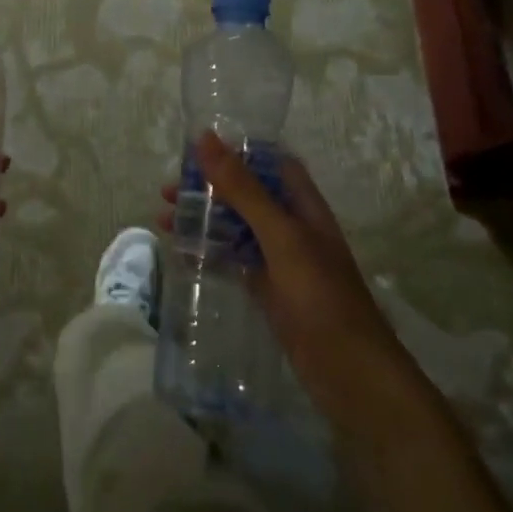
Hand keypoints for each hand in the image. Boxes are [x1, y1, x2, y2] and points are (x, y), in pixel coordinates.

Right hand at [162, 130, 421, 428]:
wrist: (350, 373)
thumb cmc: (320, 295)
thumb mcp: (280, 236)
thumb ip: (243, 189)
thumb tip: (205, 138)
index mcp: (303, 205)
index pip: (270, 162)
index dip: (237, 150)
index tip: (196, 147)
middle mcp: (292, 227)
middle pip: (247, 194)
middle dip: (209, 188)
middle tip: (167, 190)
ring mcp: (281, 261)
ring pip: (236, 227)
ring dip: (204, 219)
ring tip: (163, 219)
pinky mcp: (269, 291)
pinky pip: (234, 260)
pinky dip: (209, 252)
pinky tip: (181, 253)